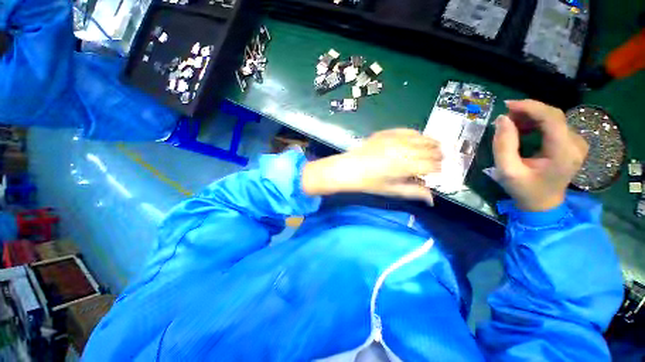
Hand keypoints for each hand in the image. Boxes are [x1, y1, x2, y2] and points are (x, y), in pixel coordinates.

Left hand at [302, 129, 441, 204]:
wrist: (348, 168)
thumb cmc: (369, 183)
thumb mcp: (391, 190)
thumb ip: (414, 192)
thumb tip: (432, 199)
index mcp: (405, 166)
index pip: (432, 165)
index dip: (438, 169)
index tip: (437, 172)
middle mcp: (403, 150)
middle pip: (431, 149)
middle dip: (437, 156)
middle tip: (436, 161)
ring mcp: (394, 139)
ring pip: (422, 137)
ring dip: (430, 144)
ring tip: (432, 150)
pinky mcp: (386, 133)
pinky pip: (408, 130)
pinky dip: (416, 135)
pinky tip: (417, 140)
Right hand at [493, 100, 588, 211]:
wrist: (543, 204)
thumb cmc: (524, 189)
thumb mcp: (507, 170)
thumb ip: (503, 145)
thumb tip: (502, 119)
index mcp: (564, 153)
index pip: (552, 118)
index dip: (530, 107)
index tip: (507, 105)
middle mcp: (576, 144)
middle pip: (554, 115)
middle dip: (528, 111)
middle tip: (505, 117)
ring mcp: (577, 143)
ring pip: (554, 118)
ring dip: (531, 117)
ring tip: (512, 125)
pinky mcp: (573, 143)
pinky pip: (555, 125)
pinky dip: (537, 123)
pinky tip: (525, 129)